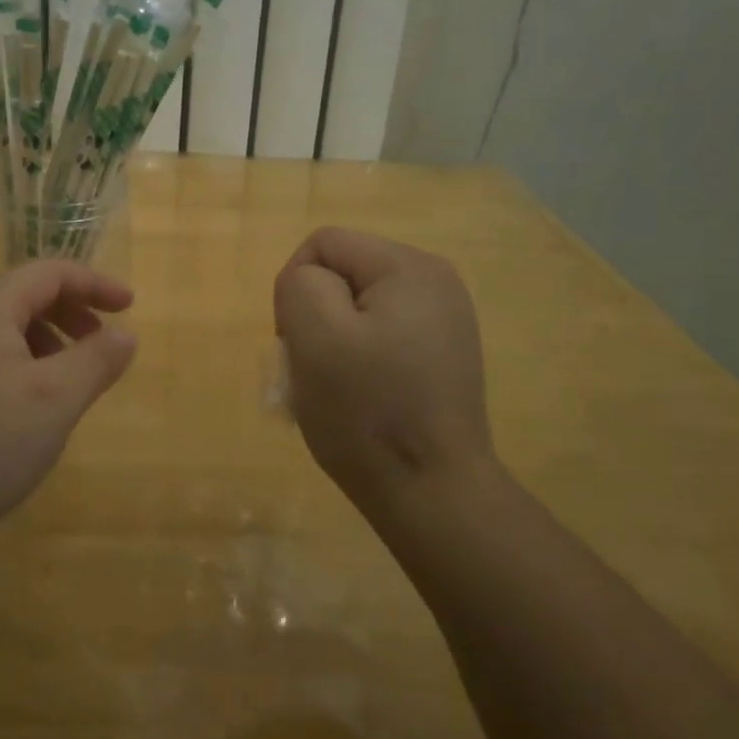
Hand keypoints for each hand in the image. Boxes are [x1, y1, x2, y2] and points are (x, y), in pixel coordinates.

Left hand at [0, 260, 136, 542]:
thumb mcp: (57, 399)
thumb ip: (97, 359)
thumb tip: (125, 334)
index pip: (49, 272)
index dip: (95, 284)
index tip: (129, 307)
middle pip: (25, 292)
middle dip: (71, 309)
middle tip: (102, 341)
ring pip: (5, 322)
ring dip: (48, 335)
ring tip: (71, 374)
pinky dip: (22, 356)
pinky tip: (33, 398)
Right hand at [273, 228, 495, 512]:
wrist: (433, 494)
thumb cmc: (368, 413)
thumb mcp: (316, 337)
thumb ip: (301, 286)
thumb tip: (309, 285)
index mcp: (409, 267)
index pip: (323, 245)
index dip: (294, 289)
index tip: (297, 344)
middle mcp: (435, 282)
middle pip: (342, 274)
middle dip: (314, 317)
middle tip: (312, 371)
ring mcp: (444, 320)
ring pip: (357, 308)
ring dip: (332, 343)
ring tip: (333, 390)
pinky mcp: (442, 355)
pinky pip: (381, 337)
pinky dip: (358, 360)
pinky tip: (360, 398)